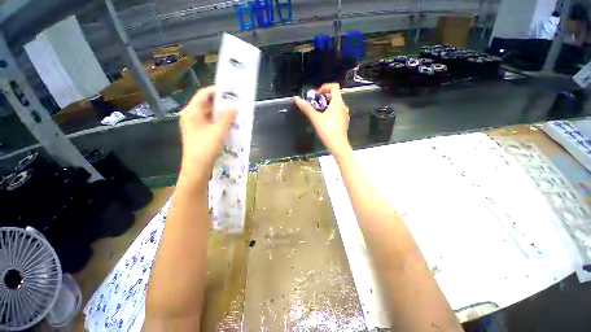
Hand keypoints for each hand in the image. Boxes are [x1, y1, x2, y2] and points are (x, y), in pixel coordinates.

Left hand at [179, 86, 236, 183]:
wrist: (197, 167)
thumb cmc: (206, 147)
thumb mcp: (219, 131)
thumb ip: (227, 117)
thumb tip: (235, 106)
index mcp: (192, 112)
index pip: (204, 94)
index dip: (216, 91)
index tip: (230, 91)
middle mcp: (192, 116)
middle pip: (207, 103)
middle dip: (221, 102)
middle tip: (236, 102)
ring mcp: (195, 125)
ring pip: (210, 114)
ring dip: (222, 112)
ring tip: (235, 111)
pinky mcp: (200, 133)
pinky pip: (211, 122)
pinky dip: (220, 121)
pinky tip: (230, 123)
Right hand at [294, 83, 351, 158]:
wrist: (338, 145)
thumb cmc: (327, 131)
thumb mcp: (316, 119)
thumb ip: (307, 108)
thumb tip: (296, 98)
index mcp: (338, 103)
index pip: (334, 87)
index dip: (324, 87)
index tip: (316, 96)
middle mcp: (343, 106)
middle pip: (335, 95)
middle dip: (324, 97)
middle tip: (315, 104)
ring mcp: (345, 114)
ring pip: (336, 104)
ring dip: (327, 104)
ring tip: (318, 112)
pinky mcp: (344, 121)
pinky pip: (337, 111)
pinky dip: (330, 111)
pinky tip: (325, 120)